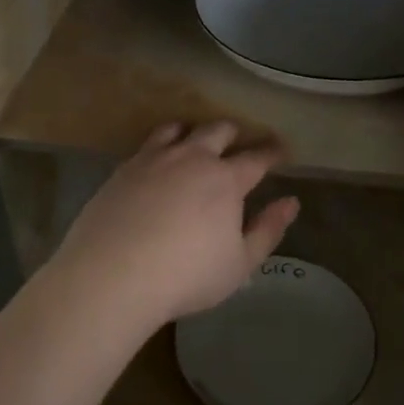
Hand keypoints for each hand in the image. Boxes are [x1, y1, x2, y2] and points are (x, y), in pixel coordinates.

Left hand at [48, 122, 300, 327]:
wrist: (113, 274)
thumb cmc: (186, 276)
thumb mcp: (240, 264)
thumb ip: (268, 230)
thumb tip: (291, 202)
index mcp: (226, 180)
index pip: (257, 157)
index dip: (273, 151)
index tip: (282, 149)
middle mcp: (192, 158)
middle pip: (219, 131)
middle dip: (235, 132)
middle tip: (240, 140)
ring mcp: (155, 159)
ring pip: (181, 129)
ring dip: (196, 131)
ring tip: (198, 139)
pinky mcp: (125, 168)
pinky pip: (149, 142)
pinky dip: (163, 141)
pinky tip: (160, 156)